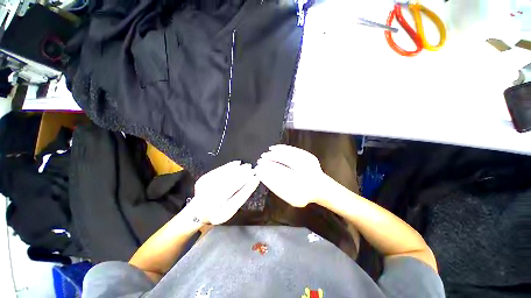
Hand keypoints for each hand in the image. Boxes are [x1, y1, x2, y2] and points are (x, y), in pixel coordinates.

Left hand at [187, 161, 259, 224]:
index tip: (256, 178)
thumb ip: (242, 196)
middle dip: (244, 176)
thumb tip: (253, 180)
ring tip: (247, 166)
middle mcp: (210, 202)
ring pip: (225, 177)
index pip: (238, 198)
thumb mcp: (231, 209)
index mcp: (220, 213)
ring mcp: (205, 190)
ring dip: (238, 170)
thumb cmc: (219, 211)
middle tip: (253, 170)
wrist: (198, 210)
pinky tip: (237, 163)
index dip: (248, 187)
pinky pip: (218, 171)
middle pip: (231, 185)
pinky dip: (229, 166)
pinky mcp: (203, 180)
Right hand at [256, 145, 326, 207]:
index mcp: (300, 190)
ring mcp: (309, 165)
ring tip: (265, 154)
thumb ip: (278, 188)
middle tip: (260, 161)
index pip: (278, 180)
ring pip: (288, 157)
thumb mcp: (292, 198)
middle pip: (283, 167)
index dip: (267, 174)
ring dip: (274, 155)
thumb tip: (263, 175)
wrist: (321, 187)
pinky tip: (274, 148)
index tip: (258, 170)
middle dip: (269, 163)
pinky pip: (294, 150)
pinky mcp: (310, 156)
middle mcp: (305, 177)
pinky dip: (282, 148)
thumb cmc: (304, 194)